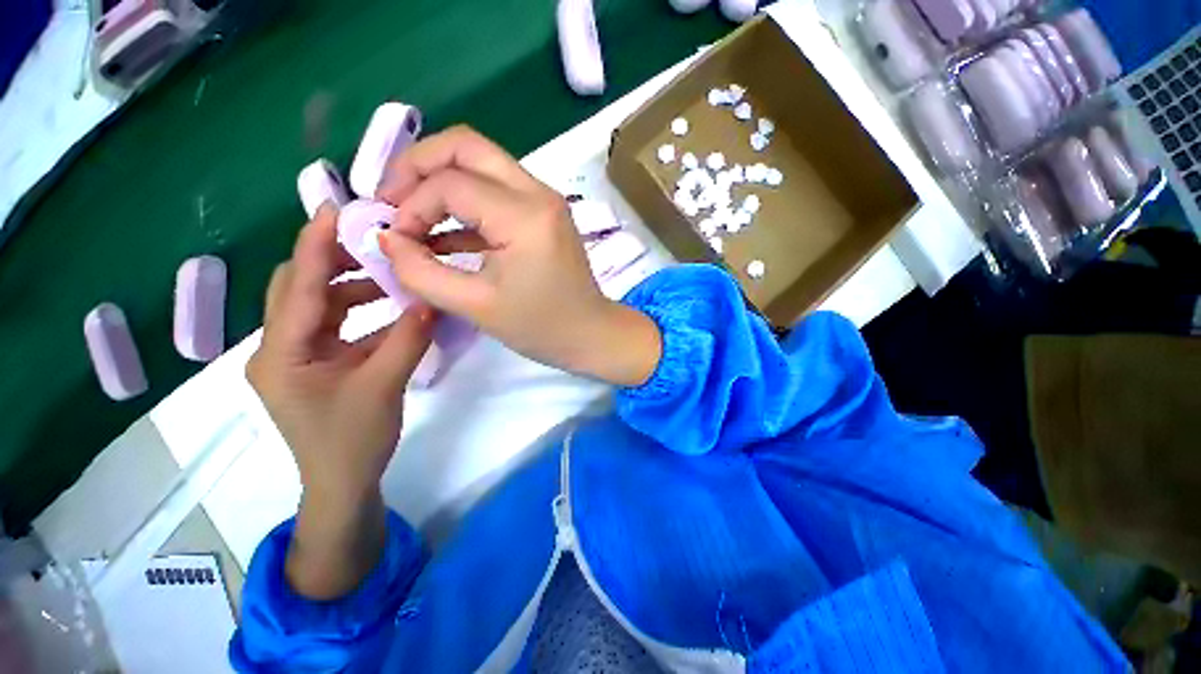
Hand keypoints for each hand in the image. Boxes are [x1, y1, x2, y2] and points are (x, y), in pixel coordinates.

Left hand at [246, 205, 434, 598]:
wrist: (342, 485)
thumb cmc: (352, 442)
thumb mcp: (383, 386)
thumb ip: (407, 338)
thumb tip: (431, 299)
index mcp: (282, 353)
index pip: (297, 286)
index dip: (314, 244)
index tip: (336, 208)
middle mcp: (279, 347)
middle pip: (299, 287)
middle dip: (334, 259)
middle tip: (375, 240)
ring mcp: (296, 356)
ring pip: (318, 305)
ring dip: (352, 285)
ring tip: (392, 273)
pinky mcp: (315, 364)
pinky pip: (335, 324)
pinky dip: (361, 310)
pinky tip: (392, 307)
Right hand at [375, 126, 661, 386]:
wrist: (591, 334)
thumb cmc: (541, 327)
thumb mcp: (476, 306)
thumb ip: (421, 271)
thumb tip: (386, 239)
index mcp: (525, 215)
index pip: (450, 184)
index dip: (410, 205)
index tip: (394, 240)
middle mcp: (538, 193)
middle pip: (466, 146)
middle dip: (418, 165)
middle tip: (390, 200)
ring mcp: (544, 200)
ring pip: (481, 162)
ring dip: (440, 181)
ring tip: (410, 216)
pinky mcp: (544, 214)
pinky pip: (496, 190)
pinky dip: (464, 202)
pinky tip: (441, 233)